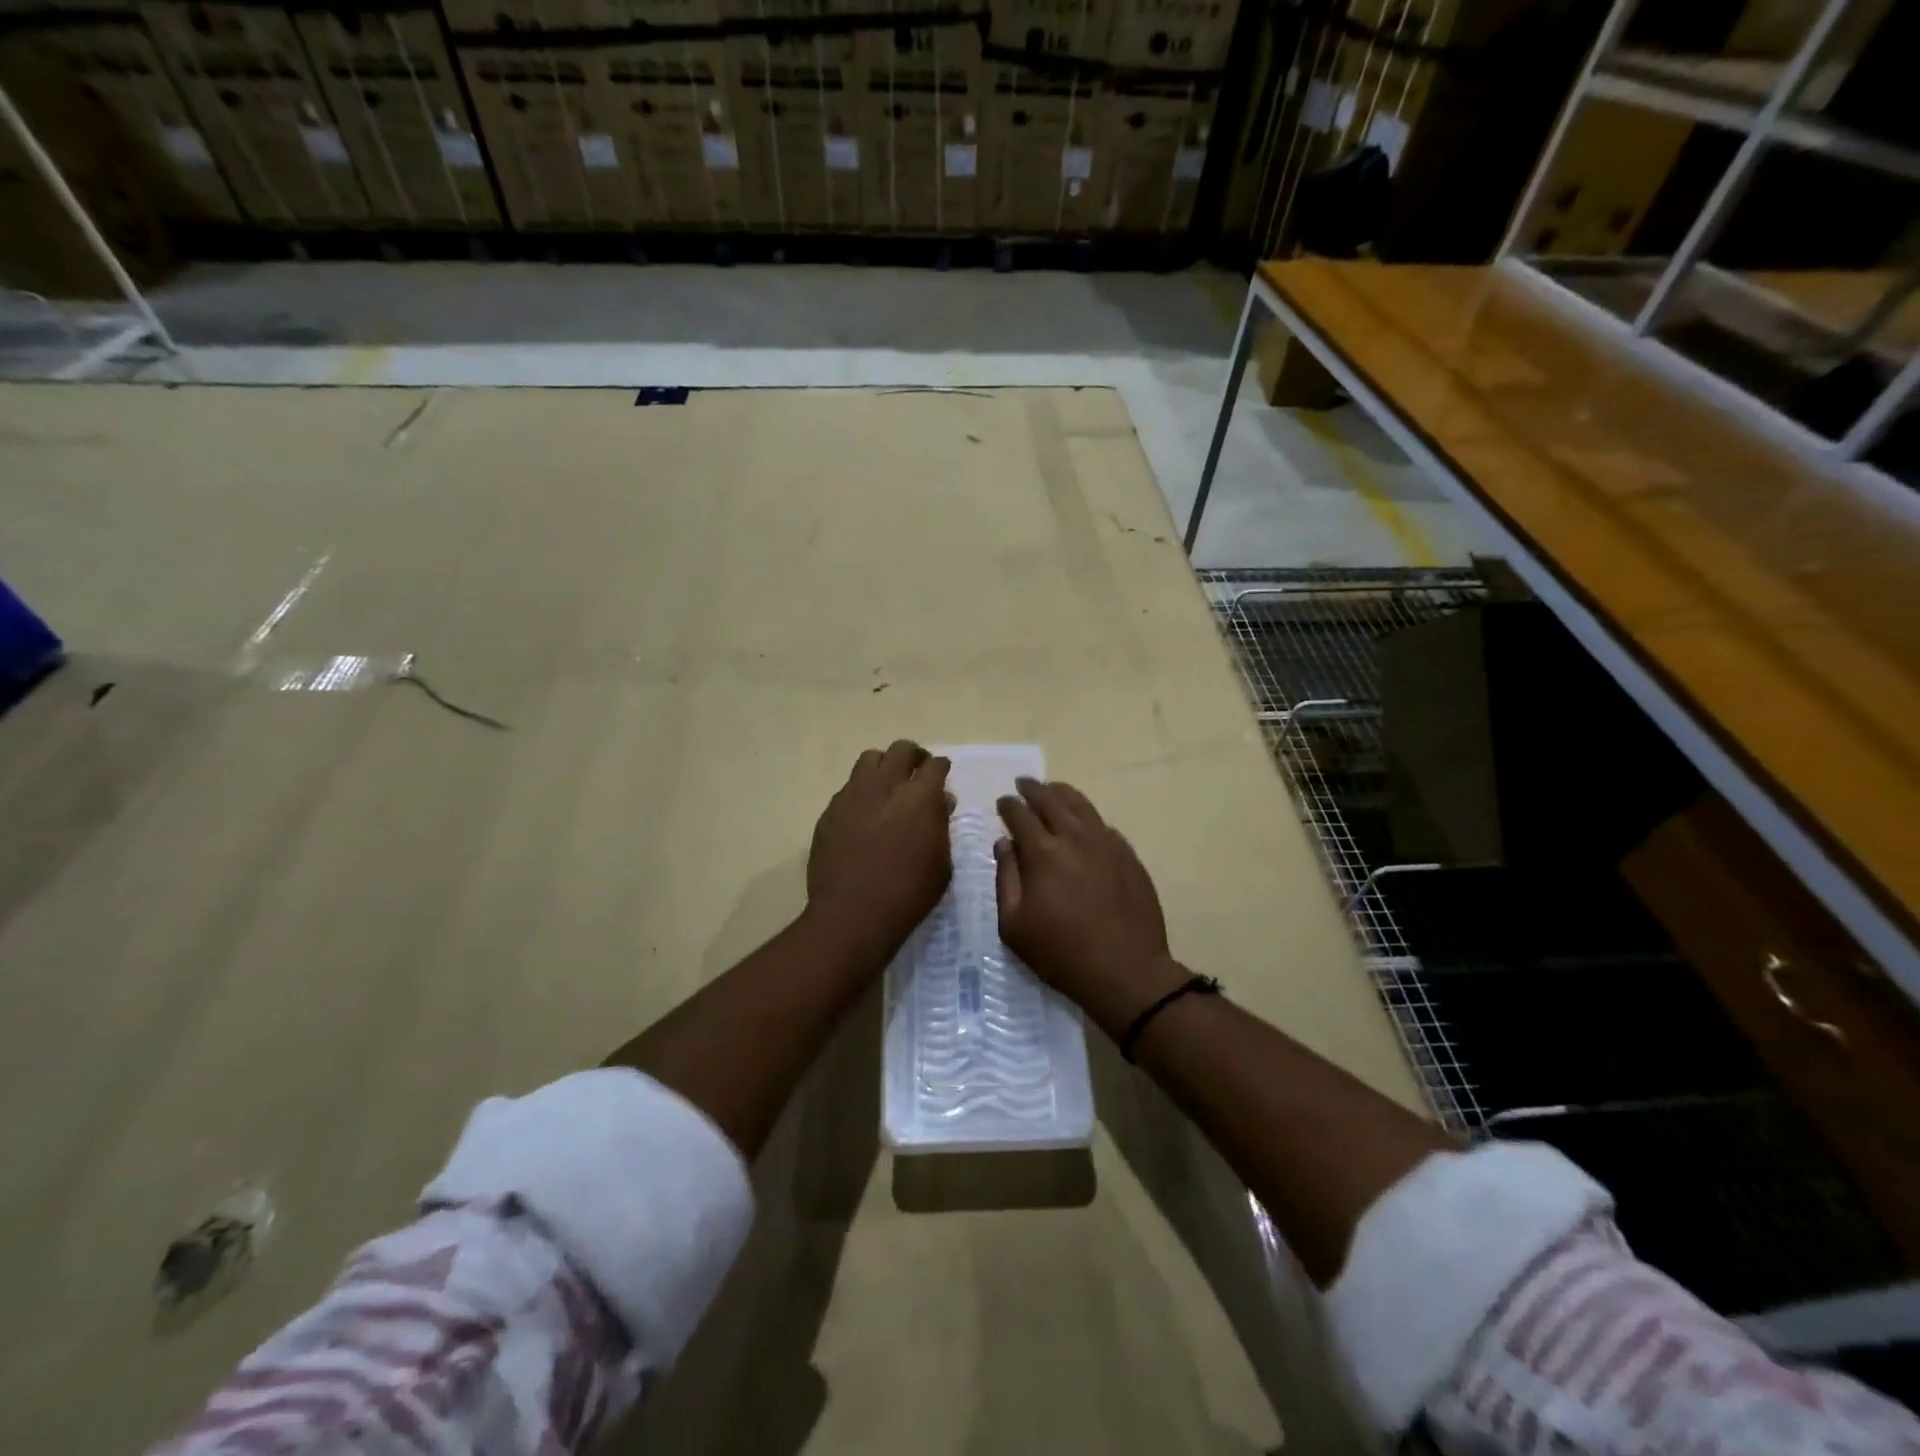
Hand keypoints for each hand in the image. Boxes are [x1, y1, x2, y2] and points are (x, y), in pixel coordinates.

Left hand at [807, 740, 953, 959]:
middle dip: (913, 757)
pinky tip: (864, 814)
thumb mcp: (941, 863)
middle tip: (917, 774)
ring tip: (887, 787)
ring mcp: (853, 795)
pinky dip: (861, 792)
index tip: (942, 775)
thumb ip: (941, 825)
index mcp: (920, 796)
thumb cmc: (908, 893)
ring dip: (883, 766)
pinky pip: (848, 787)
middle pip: (901, 750)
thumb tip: (940, 801)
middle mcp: (886, 785)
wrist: (852, 914)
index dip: (941, 768)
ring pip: (869, 759)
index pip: (935, 765)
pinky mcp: (830, 811)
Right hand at [994, 778, 1187, 1039]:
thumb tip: (1003, 844)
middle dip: (1033, 789)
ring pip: (1082, 806)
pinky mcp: (1129, 856)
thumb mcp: (1014, 925)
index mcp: (1043, 853)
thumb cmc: (1061, 953)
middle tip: (1023, 784)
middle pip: (1051, 800)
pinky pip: (1104, 825)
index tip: (1002, 802)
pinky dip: (1088, 817)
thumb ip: (1006, 878)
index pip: (1020, 816)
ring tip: (1052, 790)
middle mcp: (1075, 838)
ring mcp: (1107, 844)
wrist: (1126, 971)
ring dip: (1062, 794)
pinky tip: (1084, 822)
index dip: (1008, 806)